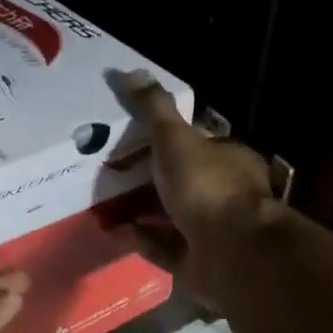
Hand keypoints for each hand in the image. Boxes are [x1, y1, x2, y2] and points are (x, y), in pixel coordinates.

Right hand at [112, 71, 278, 312]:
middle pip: (178, 181)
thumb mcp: (176, 139)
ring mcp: (209, 231)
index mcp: (227, 160)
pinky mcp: (193, 261)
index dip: (163, 140)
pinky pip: (159, 246)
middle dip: (144, 178)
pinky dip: (137, 237)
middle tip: (106, 172)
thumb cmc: (207, 187)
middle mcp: (222, 194)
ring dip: (136, 210)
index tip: (128, 139)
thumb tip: (127, 71)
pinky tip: (112, 230)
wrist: (232, 253)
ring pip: (167, 216)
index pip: (195, 143)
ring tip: (100, 202)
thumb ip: (153, 109)